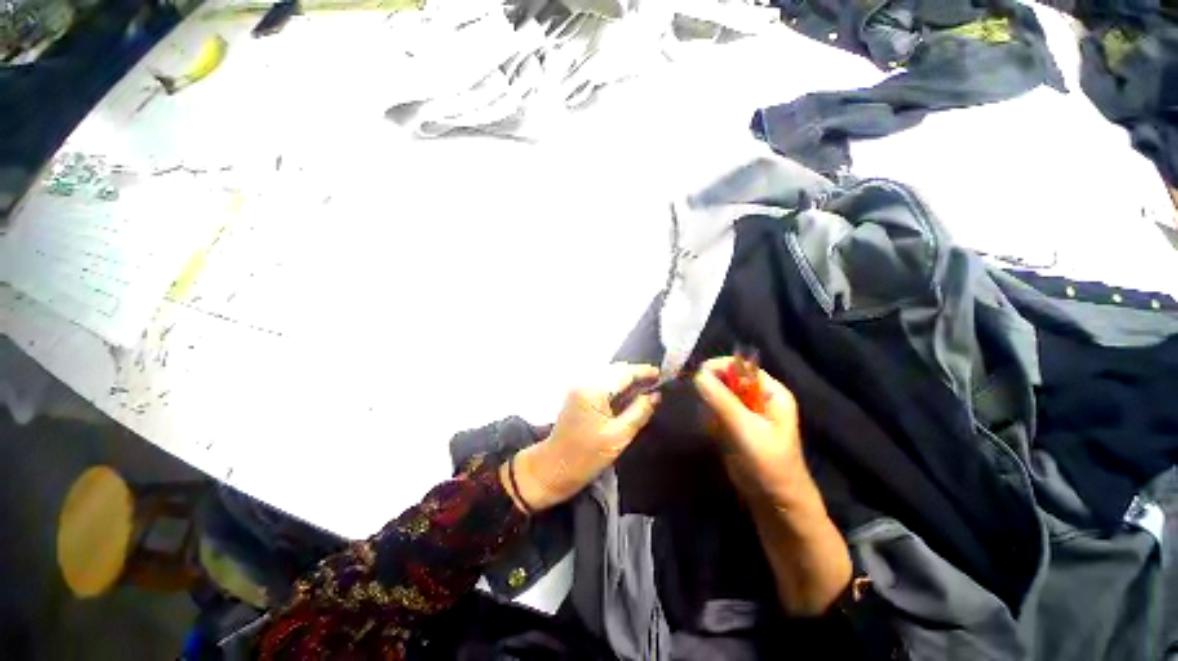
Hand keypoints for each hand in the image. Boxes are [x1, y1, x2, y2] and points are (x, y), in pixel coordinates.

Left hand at [506, 363, 660, 511]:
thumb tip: (655, 395)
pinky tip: (627, 395)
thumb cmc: (585, 456)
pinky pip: (601, 384)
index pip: (623, 372)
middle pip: (615, 370)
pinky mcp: (577, 396)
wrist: (552, 468)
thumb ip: (639, 412)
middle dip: (636, 374)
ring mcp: (579, 388)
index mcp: (593, 390)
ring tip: (645, 388)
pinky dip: (616, 386)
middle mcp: (584, 382)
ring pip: (608, 376)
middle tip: (656, 383)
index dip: (643, 371)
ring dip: (626, 380)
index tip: (662, 374)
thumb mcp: (618, 436)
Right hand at [693, 357, 818, 511]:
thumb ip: (722, 400)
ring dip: (708, 403)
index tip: (695, 377)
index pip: (741, 367)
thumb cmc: (768, 465)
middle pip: (728, 379)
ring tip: (707, 421)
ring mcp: (747, 412)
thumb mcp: (745, 430)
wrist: (775, 504)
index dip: (718, 367)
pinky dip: (709, 416)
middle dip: (711, 386)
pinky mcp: (736, 425)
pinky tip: (710, 430)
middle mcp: (759, 397)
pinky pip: (716, 410)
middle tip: (697, 399)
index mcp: (772, 392)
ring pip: (719, 394)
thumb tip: (697, 373)